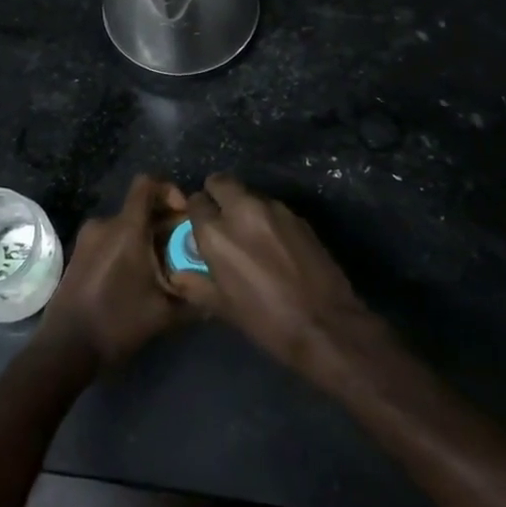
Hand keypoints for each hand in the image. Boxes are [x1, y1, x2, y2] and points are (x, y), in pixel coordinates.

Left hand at [37, 175, 188, 368]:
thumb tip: (217, 292)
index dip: (169, 190)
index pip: (147, 184)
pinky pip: (110, 238)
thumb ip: (194, 298)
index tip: (183, 215)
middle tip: (180, 250)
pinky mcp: (79, 253)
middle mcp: (105, 224)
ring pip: (125, 225)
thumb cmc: (117, 322)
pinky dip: (126, 248)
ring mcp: (88, 238)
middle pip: (140, 207)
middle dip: (163, 223)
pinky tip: (135, 279)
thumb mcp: (164, 314)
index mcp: (126, 228)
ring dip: (145, 238)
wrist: (65, 347)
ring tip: (160, 269)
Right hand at [168, 174, 374, 378]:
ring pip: (249, 193)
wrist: (325, 324)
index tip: (201, 227)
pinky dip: (267, 218)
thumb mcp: (223, 308)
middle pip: (221, 181)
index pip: (195, 202)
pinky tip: (276, 243)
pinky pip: (273, 207)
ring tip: (251, 234)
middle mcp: (242, 210)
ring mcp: (273, 209)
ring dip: (244, 206)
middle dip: (217, 194)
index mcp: (216, 233)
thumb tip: (180, 273)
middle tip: (222, 218)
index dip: (197, 213)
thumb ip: (197, 283)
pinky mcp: (297, 215)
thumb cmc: (266, 322)